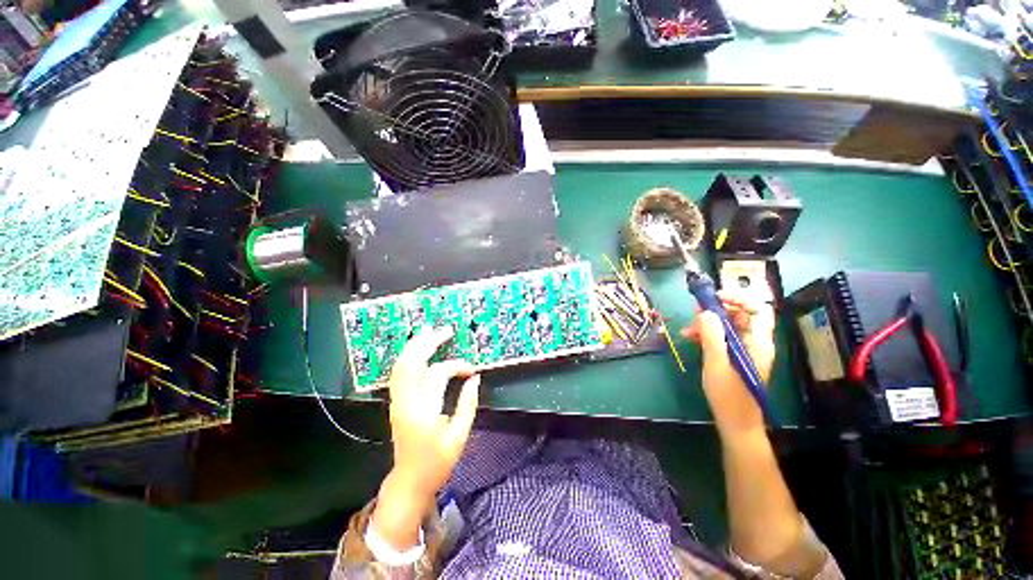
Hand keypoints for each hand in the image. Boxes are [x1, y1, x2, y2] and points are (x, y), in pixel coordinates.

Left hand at [372, 327, 480, 548]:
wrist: (409, 481)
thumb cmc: (438, 462)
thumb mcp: (459, 436)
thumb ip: (468, 404)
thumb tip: (474, 378)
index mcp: (424, 411)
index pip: (438, 374)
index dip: (457, 366)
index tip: (472, 369)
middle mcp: (406, 402)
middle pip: (412, 362)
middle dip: (428, 342)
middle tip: (445, 330)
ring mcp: (397, 401)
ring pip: (401, 365)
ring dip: (414, 346)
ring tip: (428, 331)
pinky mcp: (395, 402)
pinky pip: (398, 373)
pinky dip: (408, 357)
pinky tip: (417, 349)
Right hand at [681, 290, 774, 437]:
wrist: (736, 422)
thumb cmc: (728, 394)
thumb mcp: (716, 363)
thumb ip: (712, 335)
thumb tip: (705, 312)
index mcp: (758, 342)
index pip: (757, 309)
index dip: (738, 298)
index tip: (714, 298)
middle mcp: (755, 342)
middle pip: (741, 315)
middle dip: (717, 310)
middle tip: (694, 312)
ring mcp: (745, 350)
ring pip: (729, 326)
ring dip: (708, 323)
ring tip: (688, 329)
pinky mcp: (735, 357)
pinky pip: (722, 337)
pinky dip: (707, 334)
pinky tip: (691, 338)